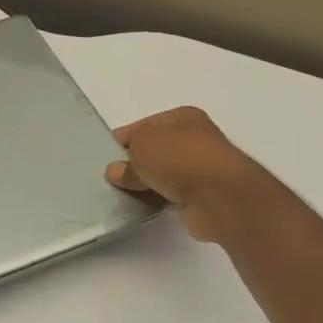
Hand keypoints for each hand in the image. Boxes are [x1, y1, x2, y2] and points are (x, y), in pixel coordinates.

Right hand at [106, 106, 264, 243]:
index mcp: (183, 117)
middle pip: (154, 150)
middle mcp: (195, 138)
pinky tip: (144, 206)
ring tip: (123, 195)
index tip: (104, 157)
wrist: (218, 196)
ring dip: (146, 184)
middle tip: (112, 179)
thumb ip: (125, 158)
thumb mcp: (141, 146)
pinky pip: (171, 195)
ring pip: (163, 174)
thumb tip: (116, 172)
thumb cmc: (179, 158)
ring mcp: (201, 168)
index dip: (123, 140)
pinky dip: (159, 199)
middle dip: (133, 164)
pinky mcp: (203, 195)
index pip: (144, 126)